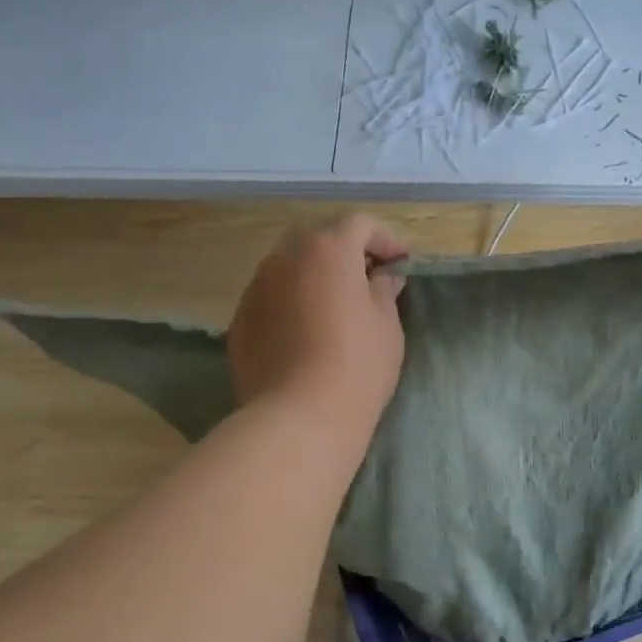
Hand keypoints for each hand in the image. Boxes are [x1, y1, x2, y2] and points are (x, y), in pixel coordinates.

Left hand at [227, 214, 409, 443]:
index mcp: (327, 250)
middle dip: (345, 252)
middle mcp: (284, 257)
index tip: (401, 264)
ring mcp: (256, 288)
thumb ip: (384, 290)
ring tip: (334, 307)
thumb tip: (382, 278)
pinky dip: (291, 301)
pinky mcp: (239, 320)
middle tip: (367, 280)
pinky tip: (305, 333)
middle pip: (318, 238)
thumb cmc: (357, 366)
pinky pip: (271, 297)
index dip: (386, 239)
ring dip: (314, 276)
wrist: (298, 417)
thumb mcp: (387, 326)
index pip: (360, 224)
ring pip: (289, 267)